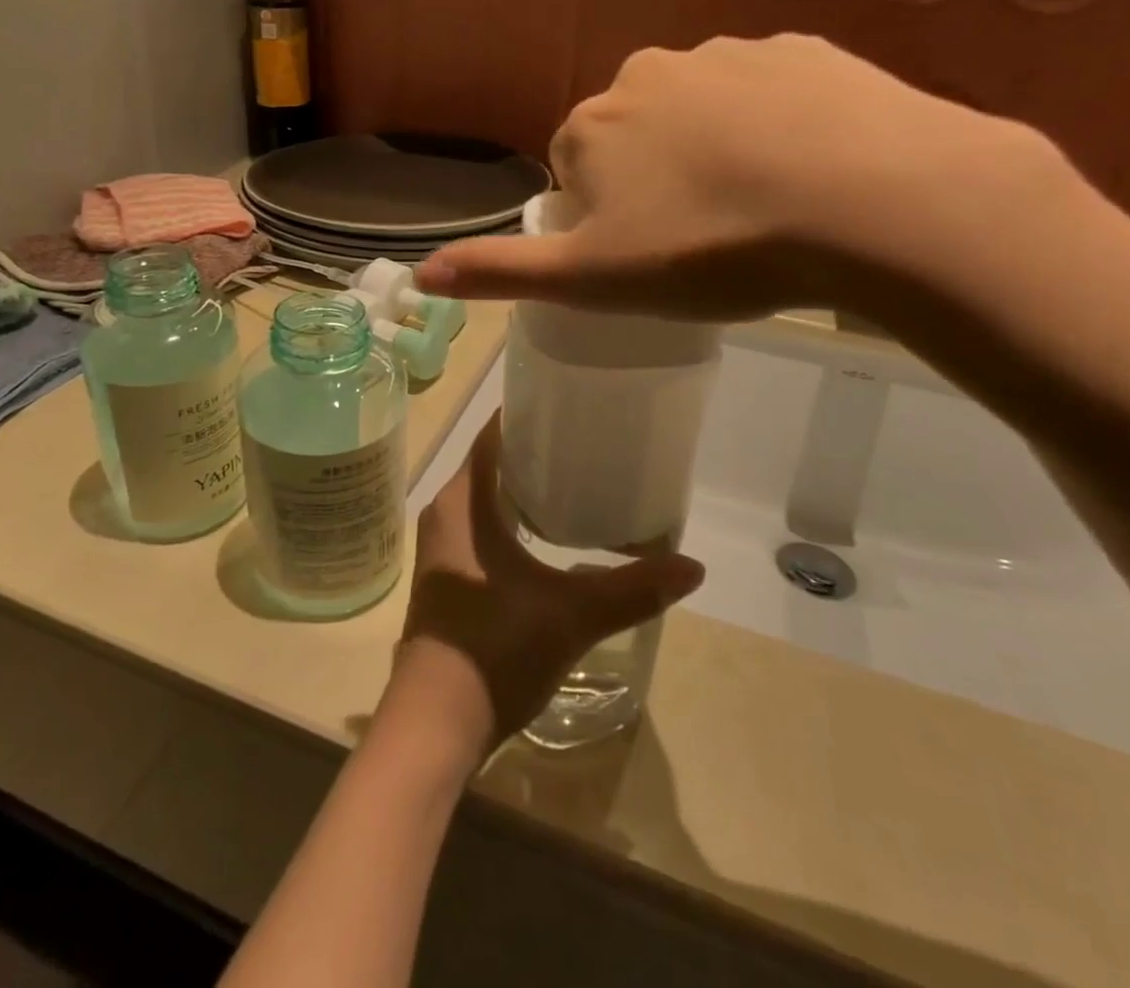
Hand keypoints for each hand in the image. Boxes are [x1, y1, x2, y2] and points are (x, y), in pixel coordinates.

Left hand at [379, 413, 704, 763]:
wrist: (435, 722)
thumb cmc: (495, 649)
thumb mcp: (570, 615)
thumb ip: (630, 589)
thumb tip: (693, 568)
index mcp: (463, 502)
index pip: (492, 438)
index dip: (526, 417)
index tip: (567, 406)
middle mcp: (445, 514)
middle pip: (490, 466)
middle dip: (533, 454)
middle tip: (585, 445)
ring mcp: (441, 549)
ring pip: (484, 500)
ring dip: (522, 491)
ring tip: (574, 485)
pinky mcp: (448, 578)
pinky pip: (479, 530)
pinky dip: (510, 522)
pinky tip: (546, 539)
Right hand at [416, 35, 1068, 322]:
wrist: (868, 202)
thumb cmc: (709, 250)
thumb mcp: (591, 280)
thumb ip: (502, 272)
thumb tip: (419, 275)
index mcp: (592, 124)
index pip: (572, 167)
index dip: (601, 215)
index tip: (644, 254)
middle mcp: (647, 73)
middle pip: (633, 134)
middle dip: (653, 178)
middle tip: (702, 238)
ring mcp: (729, 54)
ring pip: (701, 112)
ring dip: (713, 151)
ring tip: (760, 210)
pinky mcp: (804, 50)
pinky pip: (769, 94)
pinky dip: (776, 128)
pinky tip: (808, 173)